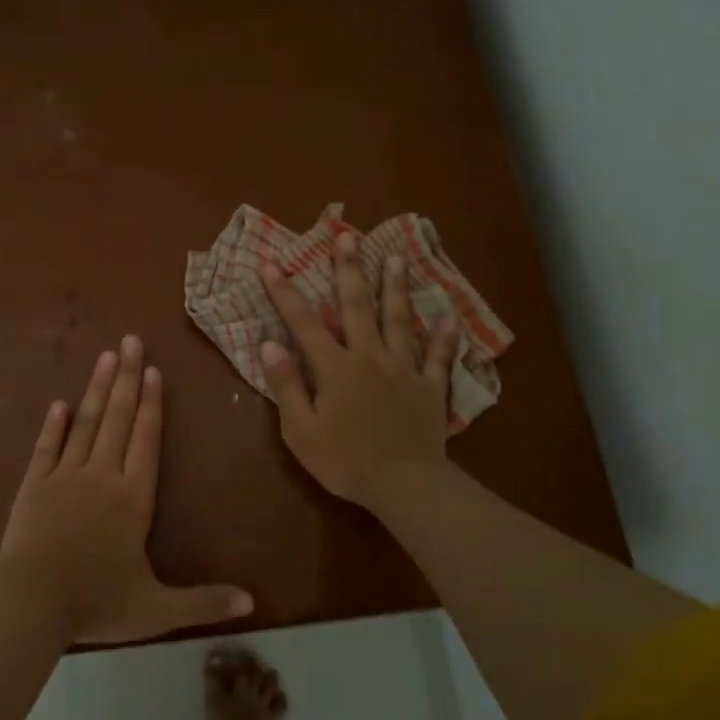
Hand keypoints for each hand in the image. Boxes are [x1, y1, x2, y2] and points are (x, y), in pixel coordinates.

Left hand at [0, 337, 253, 643]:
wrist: (31, 605)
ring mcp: (64, 476)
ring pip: (85, 423)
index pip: (146, 440)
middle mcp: (101, 476)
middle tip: (131, 340)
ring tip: (105, 356)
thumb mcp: (156, 610)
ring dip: (97, 389)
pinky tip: (59, 403)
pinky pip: (46, 447)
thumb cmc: (96, 603)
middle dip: (127, 377)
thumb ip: (203, 602)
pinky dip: (53, 425)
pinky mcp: (34, 485)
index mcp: (133, 498)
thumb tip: (252, 605)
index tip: (154, 370)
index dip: (152, 404)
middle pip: (118, 418)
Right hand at [259, 233, 456, 513]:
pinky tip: (449, 318)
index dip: (286, 292)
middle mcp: (369, 356)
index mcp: (335, 367)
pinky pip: (438, 356)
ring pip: (399, 319)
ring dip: (396, 287)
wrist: (404, 484)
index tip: (273, 264)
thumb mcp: (301, 430)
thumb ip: (286, 386)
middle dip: (349, 269)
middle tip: (347, 235)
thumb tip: (270, 344)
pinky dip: (443, 337)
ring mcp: (404, 368)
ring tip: (396, 257)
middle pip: (357, 306)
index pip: (304, 322)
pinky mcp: (429, 386)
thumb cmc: (345, 461)